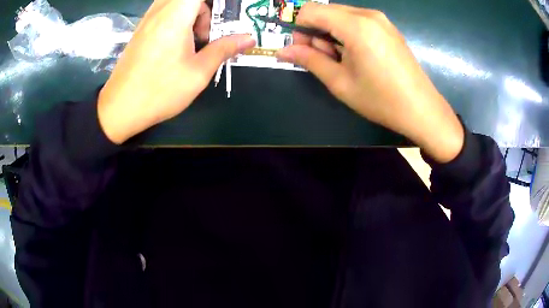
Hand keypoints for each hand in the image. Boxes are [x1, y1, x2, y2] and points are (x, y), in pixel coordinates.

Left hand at [97, 0, 254, 143]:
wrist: (119, 109)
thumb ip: (224, 49)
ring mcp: (148, 19)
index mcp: (176, 15)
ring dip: (193, 14)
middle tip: (209, 32)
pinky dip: (179, 19)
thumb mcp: (198, 73)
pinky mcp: (141, 29)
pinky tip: (178, 44)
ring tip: (194, 40)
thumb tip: (249, 39)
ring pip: (177, 2)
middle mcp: (160, 10)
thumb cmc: (159, 91)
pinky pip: (165, 11)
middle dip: (206, 9)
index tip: (224, 15)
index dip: (216, 3)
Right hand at [277, 4, 463, 162]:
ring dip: (332, 34)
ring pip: (340, 16)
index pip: (310, 10)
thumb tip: (282, 51)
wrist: (422, 109)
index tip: (302, 50)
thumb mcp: (340, 82)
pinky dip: (347, 34)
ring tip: (342, 61)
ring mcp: (381, 20)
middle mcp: (368, 15)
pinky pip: (357, 21)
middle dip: (316, 31)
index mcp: (355, 25)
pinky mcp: (387, 27)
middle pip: (326, 11)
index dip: (299, 28)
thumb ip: (309, 60)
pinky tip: (356, 56)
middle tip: (324, 59)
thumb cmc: (381, 99)